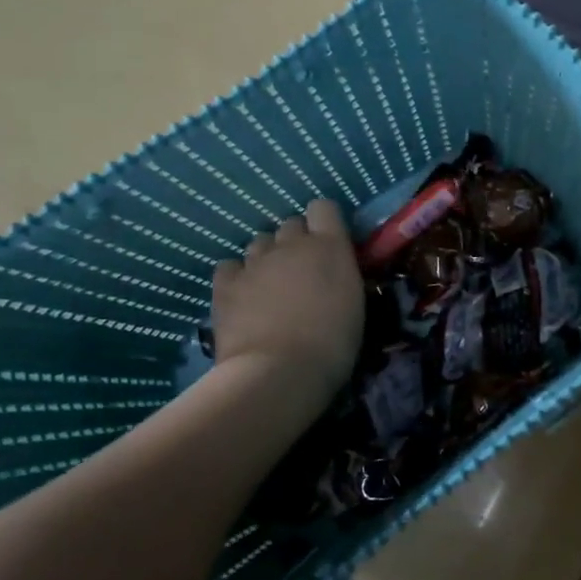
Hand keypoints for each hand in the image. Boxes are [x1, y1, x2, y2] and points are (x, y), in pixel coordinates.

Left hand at [211, 199, 363, 397]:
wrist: (279, 371)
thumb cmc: (332, 344)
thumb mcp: (354, 304)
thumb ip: (341, 275)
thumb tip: (332, 271)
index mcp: (329, 246)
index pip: (323, 207)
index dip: (324, 222)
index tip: (329, 244)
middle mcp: (291, 244)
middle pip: (290, 224)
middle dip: (295, 242)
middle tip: (301, 271)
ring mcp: (255, 261)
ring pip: (260, 242)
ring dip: (267, 257)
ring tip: (271, 286)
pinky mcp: (226, 283)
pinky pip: (230, 266)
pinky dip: (237, 276)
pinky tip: (243, 296)